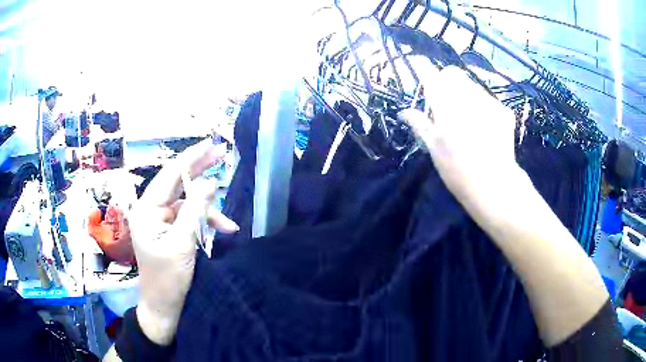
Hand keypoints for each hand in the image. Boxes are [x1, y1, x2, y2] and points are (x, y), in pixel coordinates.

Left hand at [127, 140, 238, 344]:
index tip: (212, 144)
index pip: (170, 176)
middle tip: (222, 154)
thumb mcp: (182, 244)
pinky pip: (189, 219)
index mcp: (146, 210)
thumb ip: (195, 210)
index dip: (191, 158)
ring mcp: (161, 222)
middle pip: (177, 184)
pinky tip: (222, 231)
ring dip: (208, 211)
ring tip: (228, 225)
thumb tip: (211, 182)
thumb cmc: (168, 280)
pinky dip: (205, 223)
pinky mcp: (170, 232)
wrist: (164, 309)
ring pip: (187, 204)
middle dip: (200, 172)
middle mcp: (151, 211)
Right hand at [399, 65, 521, 201]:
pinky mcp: (503, 110)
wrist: (495, 185)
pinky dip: (481, 105)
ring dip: (464, 92)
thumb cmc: (458, 170)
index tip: (420, 66)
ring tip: (467, 116)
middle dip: (446, 80)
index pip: (431, 76)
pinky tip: (483, 125)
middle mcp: (467, 97)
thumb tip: (403, 112)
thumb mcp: (434, 149)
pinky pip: (487, 98)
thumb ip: (419, 124)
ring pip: (471, 84)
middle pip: (453, 74)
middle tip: (445, 100)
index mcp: (446, 107)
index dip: (423, 68)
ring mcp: (488, 102)